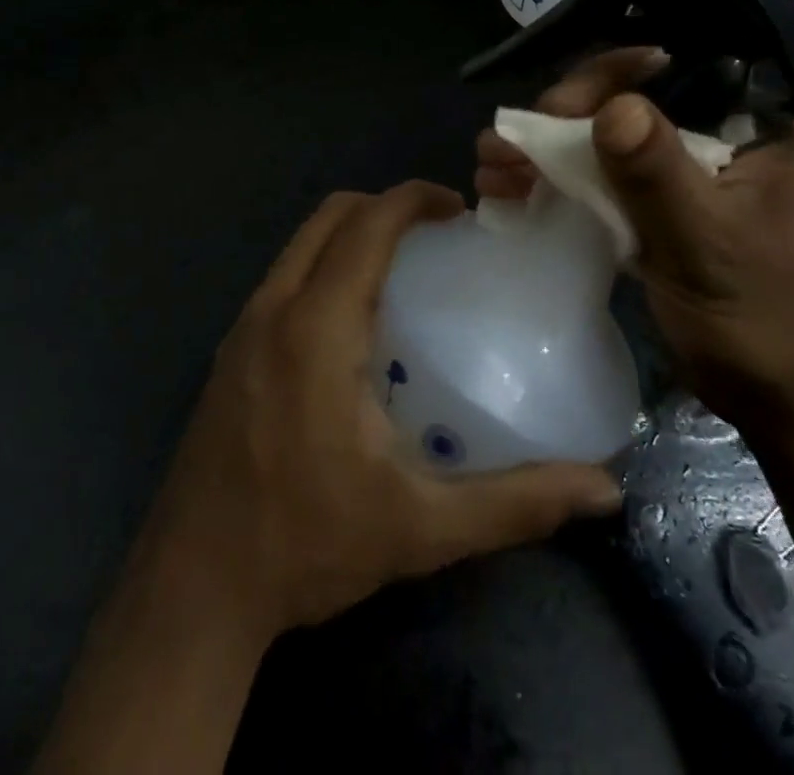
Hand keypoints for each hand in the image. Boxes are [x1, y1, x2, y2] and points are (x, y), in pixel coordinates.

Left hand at [129, 182, 622, 643]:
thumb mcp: (420, 528)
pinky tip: (353, 324)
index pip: (366, 225)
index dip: (413, 199)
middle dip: (384, 207)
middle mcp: (273, 310)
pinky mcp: (229, 353)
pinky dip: (323, 265)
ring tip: (402, 270)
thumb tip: (603, 491)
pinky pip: (283, 277)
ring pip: (299, 244)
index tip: (458, 209)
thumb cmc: (305, 546)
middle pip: (328, 217)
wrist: (190, 594)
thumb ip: (514, 503)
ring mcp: (241, 328)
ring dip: (350, 234)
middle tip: (436, 235)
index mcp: (317, 328)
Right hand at [475, 50, 793, 425]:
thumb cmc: (763, 322)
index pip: (673, 73)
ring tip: (490, 168)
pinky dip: (560, 187)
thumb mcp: (708, 244)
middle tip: (506, 144)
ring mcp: (685, 180)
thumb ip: (659, 175)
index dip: (607, 77)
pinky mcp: (660, 216)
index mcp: (750, 130)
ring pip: (608, 147)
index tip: (556, 108)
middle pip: (628, 107)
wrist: (789, 408)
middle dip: (560, 122)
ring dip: (547, 155)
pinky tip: (511, 195)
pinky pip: (606, 186)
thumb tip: (613, 106)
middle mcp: (717, 142)